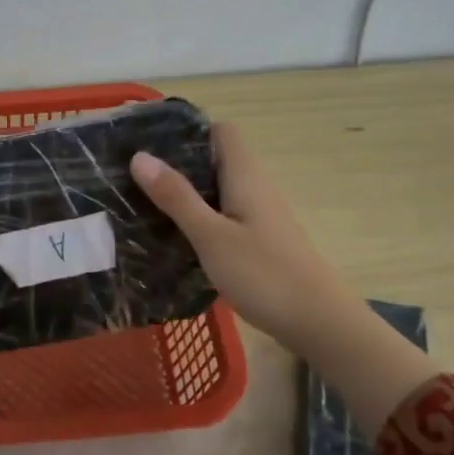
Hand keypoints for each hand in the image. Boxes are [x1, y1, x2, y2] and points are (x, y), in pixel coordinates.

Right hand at [129, 120, 344, 351]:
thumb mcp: (211, 236)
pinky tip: (176, 239)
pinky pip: (224, 218)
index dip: (189, 132)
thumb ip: (176, 197)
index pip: (221, 132)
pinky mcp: (260, 243)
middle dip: (178, 165)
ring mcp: (260, 218)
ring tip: (145, 206)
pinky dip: (200, 221)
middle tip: (135, 178)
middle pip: (216, 161)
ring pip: (218, 192)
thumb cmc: (264, 274)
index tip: (151, 143)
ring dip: (186, 196)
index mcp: (246, 177)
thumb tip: (140, 156)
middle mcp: (256, 189)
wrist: (318, 322)